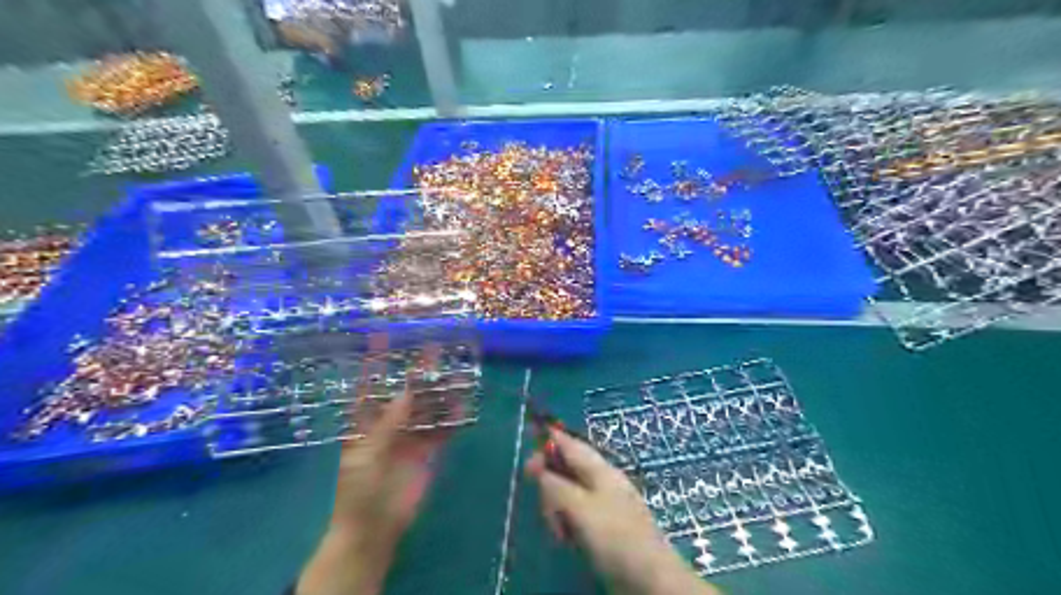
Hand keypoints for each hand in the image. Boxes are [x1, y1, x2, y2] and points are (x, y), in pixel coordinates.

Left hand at [303, 342, 459, 594]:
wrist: (374, 527)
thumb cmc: (359, 488)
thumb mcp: (367, 452)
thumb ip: (389, 422)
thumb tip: (407, 390)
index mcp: (366, 422)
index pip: (371, 386)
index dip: (376, 363)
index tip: (384, 337)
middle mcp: (389, 424)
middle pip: (406, 392)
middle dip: (418, 372)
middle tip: (435, 349)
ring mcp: (410, 437)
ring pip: (427, 407)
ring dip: (440, 391)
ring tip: (455, 371)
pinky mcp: (428, 451)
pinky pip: (443, 430)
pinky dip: (453, 418)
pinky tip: (463, 405)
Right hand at [523, 429, 720, 593]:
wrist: (650, 577)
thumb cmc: (616, 537)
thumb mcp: (581, 508)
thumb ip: (557, 486)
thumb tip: (537, 467)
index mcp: (600, 469)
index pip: (570, 444)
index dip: (550, 438)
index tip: (529, 438)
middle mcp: (601, 481)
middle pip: (566, 468)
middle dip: (550, 482)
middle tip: (545, 507)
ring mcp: (603, 503)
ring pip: (568, 493)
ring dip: (556, 507)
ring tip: (559, 531)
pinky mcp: (602, 525)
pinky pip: (575, 513)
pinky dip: (566, 522)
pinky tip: (566, 539)